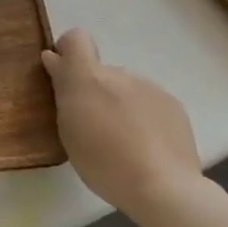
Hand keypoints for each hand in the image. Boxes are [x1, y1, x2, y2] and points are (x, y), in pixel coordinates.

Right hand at [41, 29, 205, 226]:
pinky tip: (147, 145)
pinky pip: (148, 101)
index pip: (76, 38)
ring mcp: (149, 87)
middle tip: (94, 125)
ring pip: (125, 87)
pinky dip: (142, 116)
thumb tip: (54, 59)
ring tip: (124, 140)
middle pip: (100, 71)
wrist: (164, 188)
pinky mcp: (173, 104)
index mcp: (87, 77)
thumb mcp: (68, 129)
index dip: (68, 51)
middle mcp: (118, 73)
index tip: (64, 76)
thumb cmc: (102, 162)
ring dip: (120, 104)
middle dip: (95, 90)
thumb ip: (62, 90)